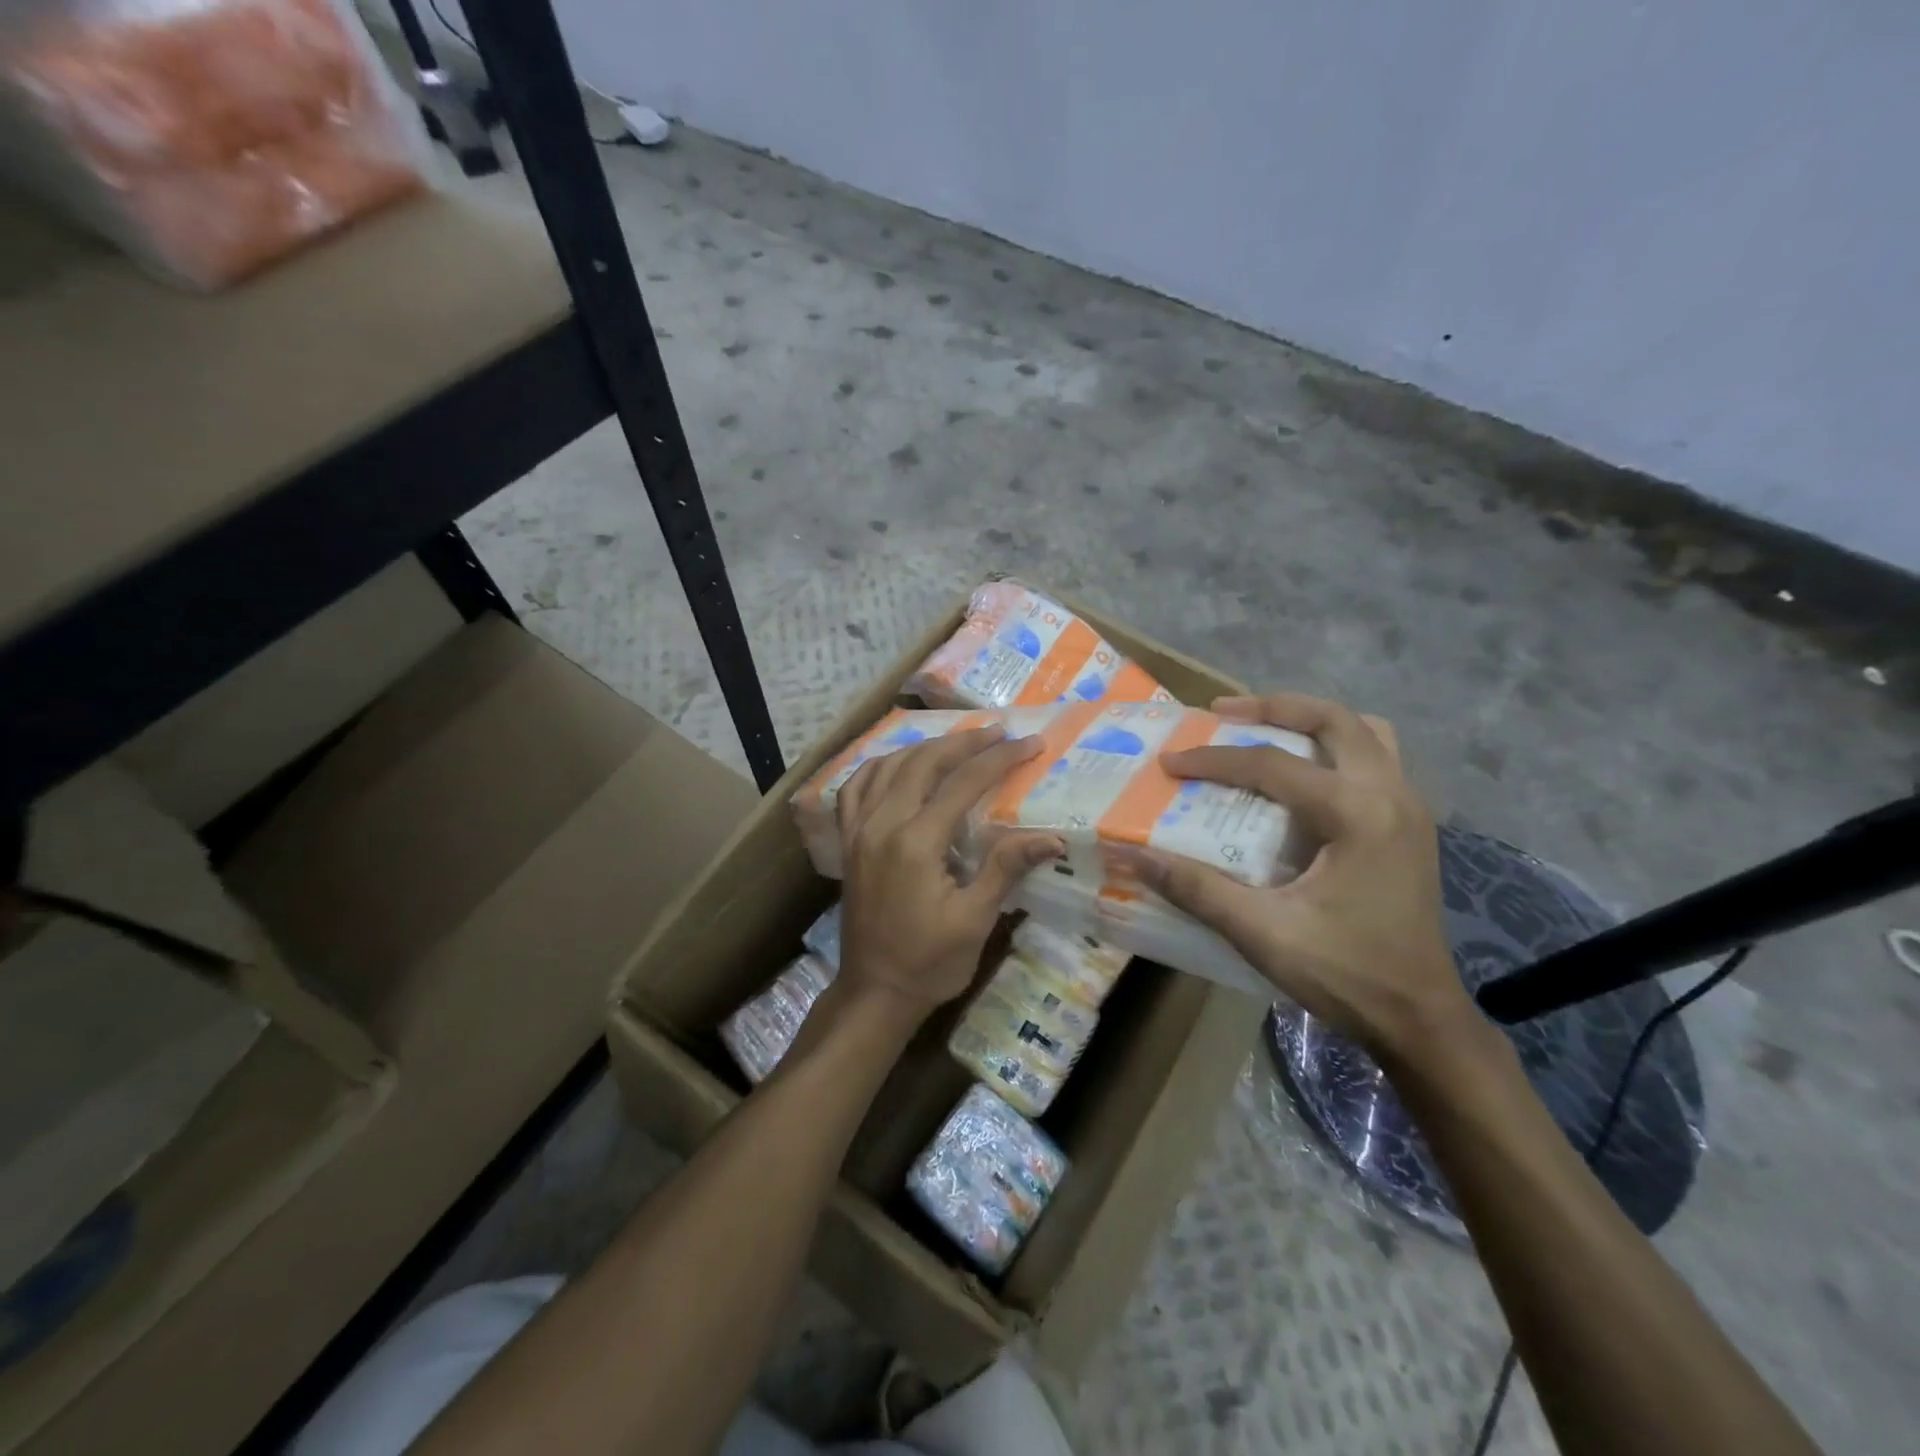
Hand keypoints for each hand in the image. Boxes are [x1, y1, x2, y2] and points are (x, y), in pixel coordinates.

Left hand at [835, 726, 1064, 1023]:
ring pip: (888, 767)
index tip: (1030, 742)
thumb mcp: (974, 920)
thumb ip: (1005, 869)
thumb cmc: (930, 962)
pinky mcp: (849, 842)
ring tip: (957, 742)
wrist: (875, 992)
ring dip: (925, 748)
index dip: (999, 759)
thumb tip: (1051, 838)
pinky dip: (879, 766)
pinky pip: (856, 788)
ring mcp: (859, 831)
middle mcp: (882, 825)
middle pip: (923, 763)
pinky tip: (897, 764)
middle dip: (963, 742)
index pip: (963, 784)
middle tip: (998, 731)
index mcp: (916, 842)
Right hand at [1117, 693, 1471, 1060]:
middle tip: (1223, 712)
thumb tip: (1134, 855)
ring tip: (1267, 729)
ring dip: (1314, 721)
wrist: (1421, 1019)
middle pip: (1334, 720)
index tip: (1169, 762)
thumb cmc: (1346, 974)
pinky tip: (1306, 776)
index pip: (1272, 765)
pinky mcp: (1412, 827)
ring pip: (1366, 732)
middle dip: (1274, 707)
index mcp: (1358, 814)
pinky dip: (1337, 748)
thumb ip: (1196, 889)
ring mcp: (1410, 809)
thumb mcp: (1262, 933)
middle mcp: (1391, 796)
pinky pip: (1377, 759)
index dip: (1213, 760)